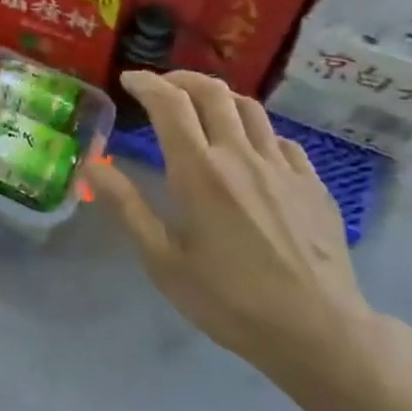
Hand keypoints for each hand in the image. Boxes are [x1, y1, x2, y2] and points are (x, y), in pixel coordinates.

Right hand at [86, 71, 379, 393]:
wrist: (318, 331)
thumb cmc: (229, 300)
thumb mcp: (163, 261)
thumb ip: (127, 207)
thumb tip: (93, 164)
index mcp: (199, 171)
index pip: (170, 104)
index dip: (147, 83)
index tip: (130, 79)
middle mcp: (240, 156)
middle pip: (212, 93)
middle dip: (181, 79)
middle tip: (161, 86)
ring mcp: (282, 167)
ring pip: (250, 108)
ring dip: (219, 96)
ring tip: (201, 107)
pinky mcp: (312, 183)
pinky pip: (280, 138)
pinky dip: (255, 129)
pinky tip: (249, 148)